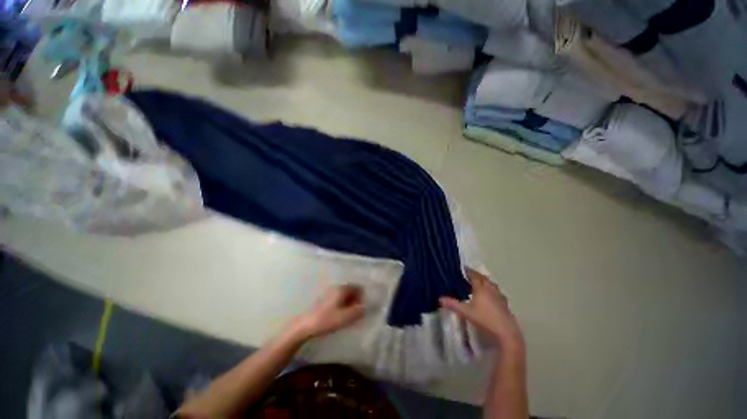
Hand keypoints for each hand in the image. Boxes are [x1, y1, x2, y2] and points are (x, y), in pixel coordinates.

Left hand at [291, 285, 365, 339]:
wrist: (306, 326)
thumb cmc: (327, 320)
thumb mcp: (345, 317)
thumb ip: (358, 311)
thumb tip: (367, 307)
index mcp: (342, 289)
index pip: (358, 287)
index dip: (362, 297)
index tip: (362, 309)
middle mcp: (336, 288)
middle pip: (351, 291)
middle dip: (356, 300)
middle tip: (357, 314)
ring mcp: (330, 293)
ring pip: (345, 295)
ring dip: (349, 304)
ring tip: (349, 316)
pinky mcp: (325, 300)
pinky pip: (338, 299)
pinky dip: (343, 306)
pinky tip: (340, 316)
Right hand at [440, 269, 523, 350]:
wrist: (506, 332)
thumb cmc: (485, 319)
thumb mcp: (466, 312)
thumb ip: (453, 304)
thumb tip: (439, 298)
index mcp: (481, 288)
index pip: (474, 275)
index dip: (468, 271)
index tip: (463, 268)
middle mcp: (491, 289)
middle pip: (483, 278)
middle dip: (476, 275)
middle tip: (469, 274)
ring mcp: (499, 296)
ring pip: (492, 284)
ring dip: (485, 281)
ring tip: (480, 282)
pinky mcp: (505, 304)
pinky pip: (497, 292)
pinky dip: (492, 289)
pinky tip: (491, 295)